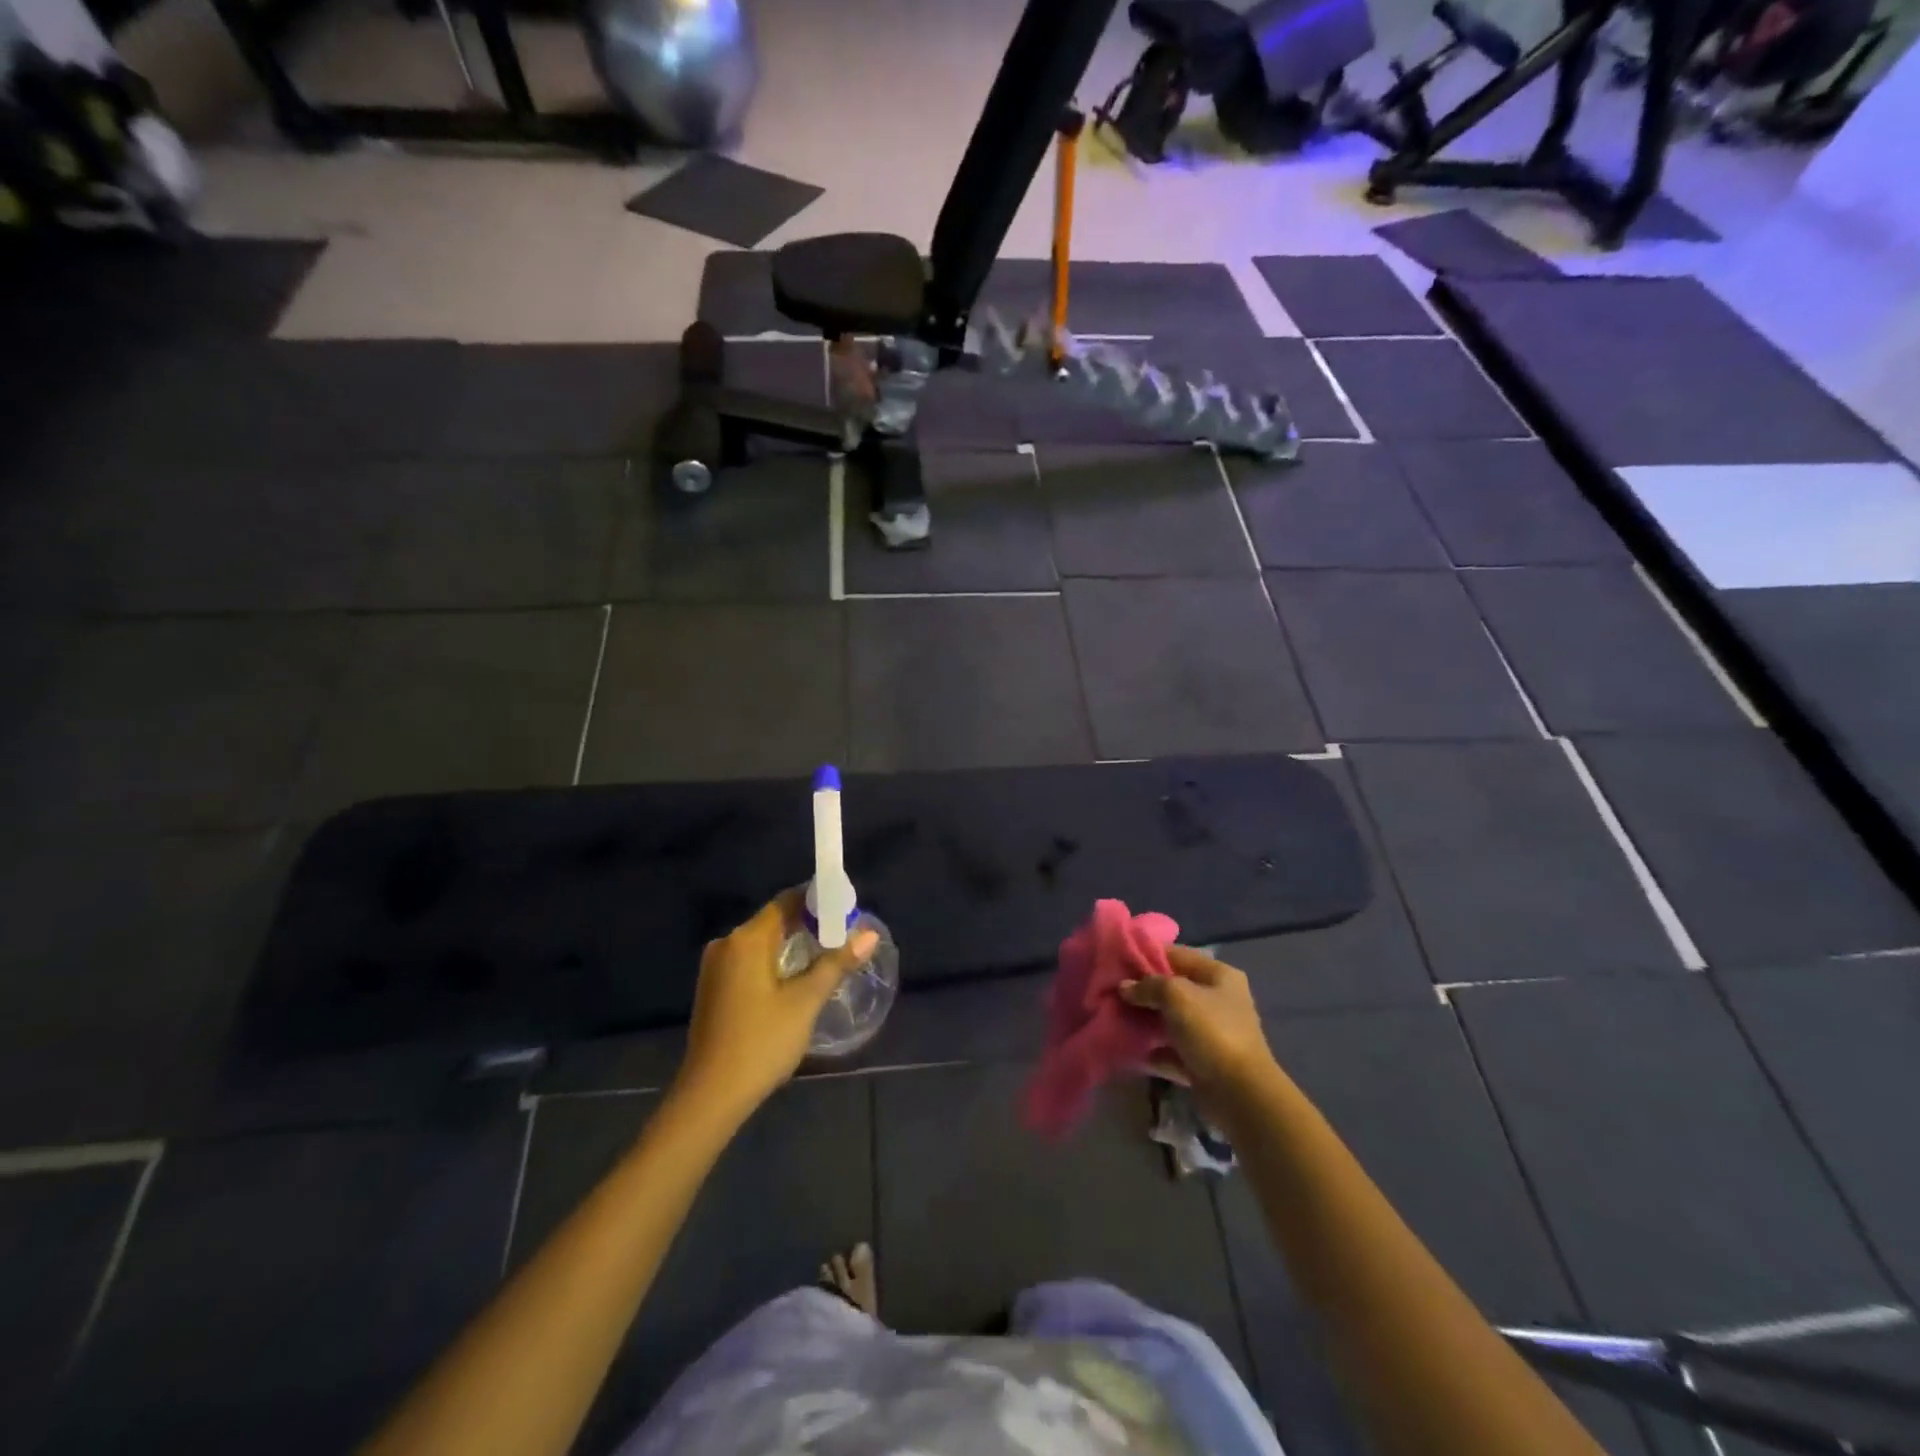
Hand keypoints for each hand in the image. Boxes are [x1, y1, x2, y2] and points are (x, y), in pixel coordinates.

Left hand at [672, 891, 879, 1119]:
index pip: (786, 902)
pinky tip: (797, 979)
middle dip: (809, 925)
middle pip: (774, 921)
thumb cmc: (762, 1042)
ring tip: (828, 956)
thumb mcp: (805, 1002)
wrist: (710, 1096)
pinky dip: (775, 962)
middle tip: (845, 935)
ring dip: (793, 946)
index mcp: (746, 939)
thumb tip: (869, 935)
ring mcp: (716, 967)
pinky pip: (750, 961)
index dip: (817, 901)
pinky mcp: (714, 989)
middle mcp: (727, 944)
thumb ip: (836, 963)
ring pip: (762, 943)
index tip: (847, 909)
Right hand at [1120, 946, 1277, 1105]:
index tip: (1118, 960)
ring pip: (1171, 1020)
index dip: (1147, 955)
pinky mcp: (1202, 1062)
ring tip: (1114, 1016)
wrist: (1240, 1094)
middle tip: (1112, 991)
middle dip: (1143, 990)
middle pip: (1173, 988)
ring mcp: (1211, 1033)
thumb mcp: (1176, 996)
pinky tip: (1128, 1047)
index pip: (1178, 955)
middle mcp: (1218, 1000)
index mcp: (1219, 976)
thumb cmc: (1212, 1032)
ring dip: (1145, 1020)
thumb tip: (1125, 987)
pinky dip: (1152, 1049)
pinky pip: (1171, 1049)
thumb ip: (1148, 986)